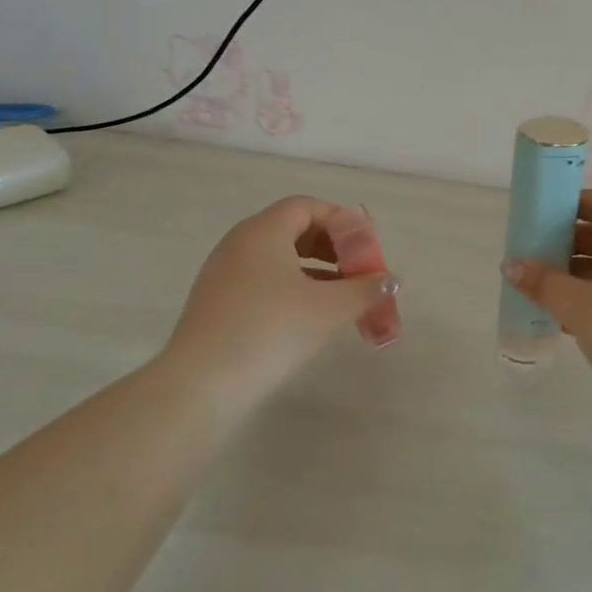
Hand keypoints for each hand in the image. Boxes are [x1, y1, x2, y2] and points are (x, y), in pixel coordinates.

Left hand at [164, 196, 398, 405]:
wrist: (202, 384)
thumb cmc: (271, 330)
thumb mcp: (328, 308)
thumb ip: (364, 289)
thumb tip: (390, 281)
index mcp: (264, 230)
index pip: (307, 207)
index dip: (341, 221)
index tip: (365, 246)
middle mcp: (240, 242)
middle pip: (292, 229)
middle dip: (331, 246)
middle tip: (356, 269)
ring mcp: (223, 273)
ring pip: (277, 257)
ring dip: (314, 270)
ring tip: (340, 295)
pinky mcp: (216, 302)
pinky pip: (262, 280)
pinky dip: (291, 287)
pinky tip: (309, 315)